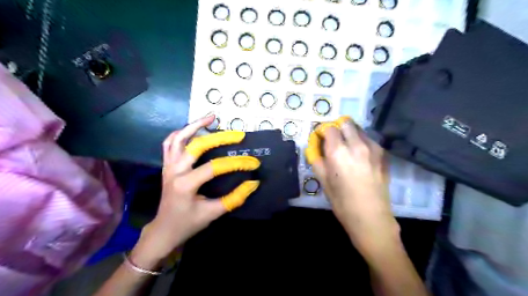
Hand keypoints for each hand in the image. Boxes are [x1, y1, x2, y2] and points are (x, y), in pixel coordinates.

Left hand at [132, 116, 259, 268]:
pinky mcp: (166, 165)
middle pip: (197, 145)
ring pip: (178, 138)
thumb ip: (234, 198)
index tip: (253, 164)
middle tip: (238, 135)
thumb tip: (253, 183)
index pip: (215, 167)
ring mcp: (168, 166)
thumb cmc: (188, 223)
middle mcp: (175, 170)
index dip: (237, 164)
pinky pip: (170, 143)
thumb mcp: (213, 213)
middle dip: (220, 138)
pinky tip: (193, 129)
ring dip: (194, 125)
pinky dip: (181, 133)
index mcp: (186, 184)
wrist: (164, 229)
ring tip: (211, 118)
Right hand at [305, 116, 399, 259]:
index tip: (321, 139)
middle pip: (346, 122)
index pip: (329, 128)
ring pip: (359, 129)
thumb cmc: (342, 201)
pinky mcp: (383, 154)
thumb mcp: (322, 180)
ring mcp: (373, 148)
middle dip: (338, 127)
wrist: (371, 217)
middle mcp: (356, 144)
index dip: (323, 131)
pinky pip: (369, 140)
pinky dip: (361, 142)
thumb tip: (314, 145)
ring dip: (350, 134)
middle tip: (334, 140)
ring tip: (347, 149)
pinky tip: (360, 157)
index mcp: (338, 152)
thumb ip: (316, 158)